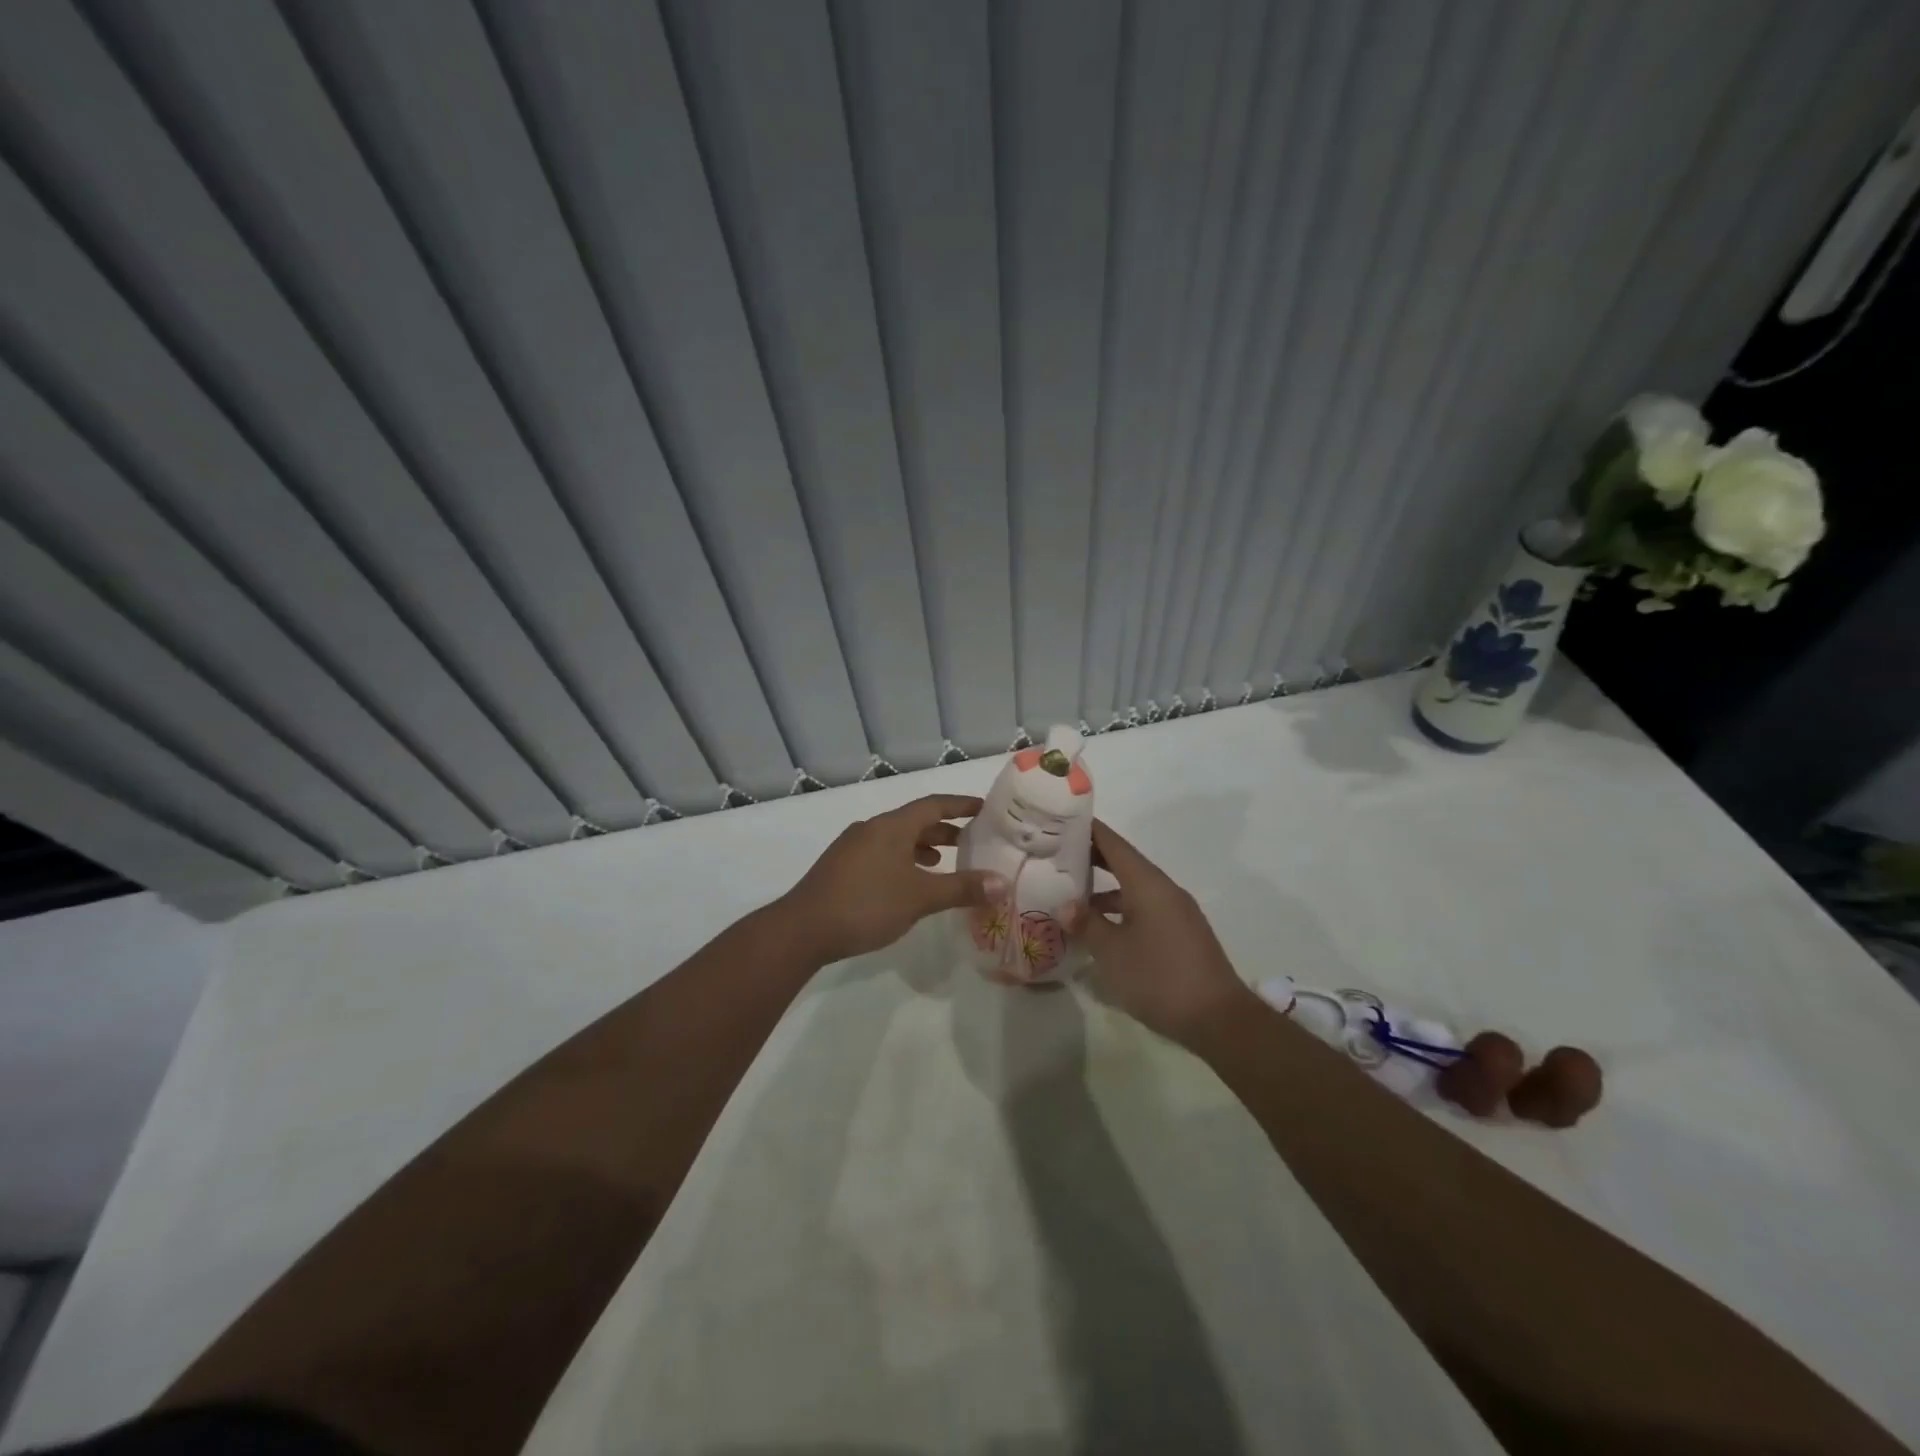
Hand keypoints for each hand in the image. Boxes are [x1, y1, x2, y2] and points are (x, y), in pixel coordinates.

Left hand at [779, 795, 992, 963]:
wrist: (803, 929)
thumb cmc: (866, 904)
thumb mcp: (920, 897)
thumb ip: (962, 888)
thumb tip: (1002, 883)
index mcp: (891, 826)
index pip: (933, 804)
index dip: (960, 805)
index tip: (984, 808)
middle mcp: (871, 829)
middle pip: (914, 821)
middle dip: (943, 829)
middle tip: (971, 841)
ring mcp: (852, 847)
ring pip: (896, 839)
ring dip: (922, 847)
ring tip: (942, 864)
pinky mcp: (841, 867)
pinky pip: (881, 854)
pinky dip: (902, 861)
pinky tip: (908, 885)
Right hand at [1079, 820, 1252, 1043]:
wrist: (1219, 1019)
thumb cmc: (1160, 978)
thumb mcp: (1112, 953)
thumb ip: (1087, 924)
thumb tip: (1066, 905)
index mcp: (1148, 884)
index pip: (1114, 844)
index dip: (1088, 830)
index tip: (1061, 820)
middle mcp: (1165, 890)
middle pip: (1124, 862)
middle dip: (1092, 857)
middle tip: (1057, 854)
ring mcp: (1177, 912)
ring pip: (1134, 888)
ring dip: (1105, 888)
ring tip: (1072, 894)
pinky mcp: (1182, 933)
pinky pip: (1145, 907)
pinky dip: (1121, 909)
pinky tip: (1102, 929)